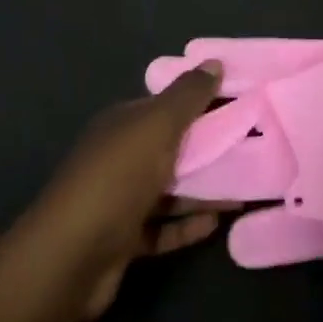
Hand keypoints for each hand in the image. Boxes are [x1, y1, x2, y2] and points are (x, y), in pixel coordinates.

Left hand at [27, 63, 233, 319]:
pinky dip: (187, 224)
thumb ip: (188, 96)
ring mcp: (119, 200)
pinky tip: (217, 224)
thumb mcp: (157, 127)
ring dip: (203, 189)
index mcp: (123, 123)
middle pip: (170, 147)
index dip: (203, 102)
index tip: (242, 105)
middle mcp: (119, 156)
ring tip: (245, 189)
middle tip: (253, 149)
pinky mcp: (123, 240)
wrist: (69, 259)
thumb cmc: (117, 179)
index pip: (167, 105)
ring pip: (169, 189)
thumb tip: (215, 62)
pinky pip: (163, 227)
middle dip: (208, 148)